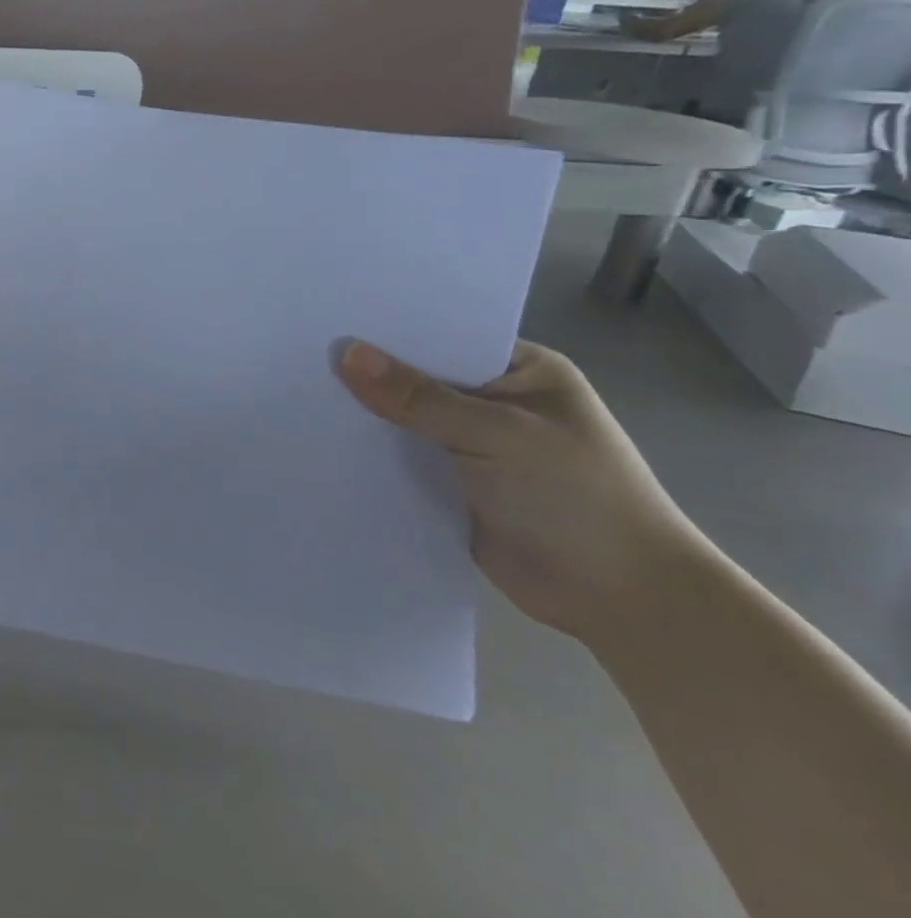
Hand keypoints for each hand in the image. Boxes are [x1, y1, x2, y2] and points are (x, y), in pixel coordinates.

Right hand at [335, 339, 707, 642]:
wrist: (621, 600)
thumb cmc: (576, 498)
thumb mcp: (498, 434)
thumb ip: (418, 397)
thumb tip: (345, 353)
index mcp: (519, 371)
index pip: (442, 336)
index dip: (389, 329)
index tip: (329, 317)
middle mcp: (492, 401)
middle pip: (416, 377)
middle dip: (368, 372)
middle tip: (298, 351)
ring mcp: (470, 444)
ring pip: (403, 419)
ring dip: (364, 414)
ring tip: (295, 389)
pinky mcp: (450, 484)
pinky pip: (400, 459)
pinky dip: (370, 453)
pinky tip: (320, 439)